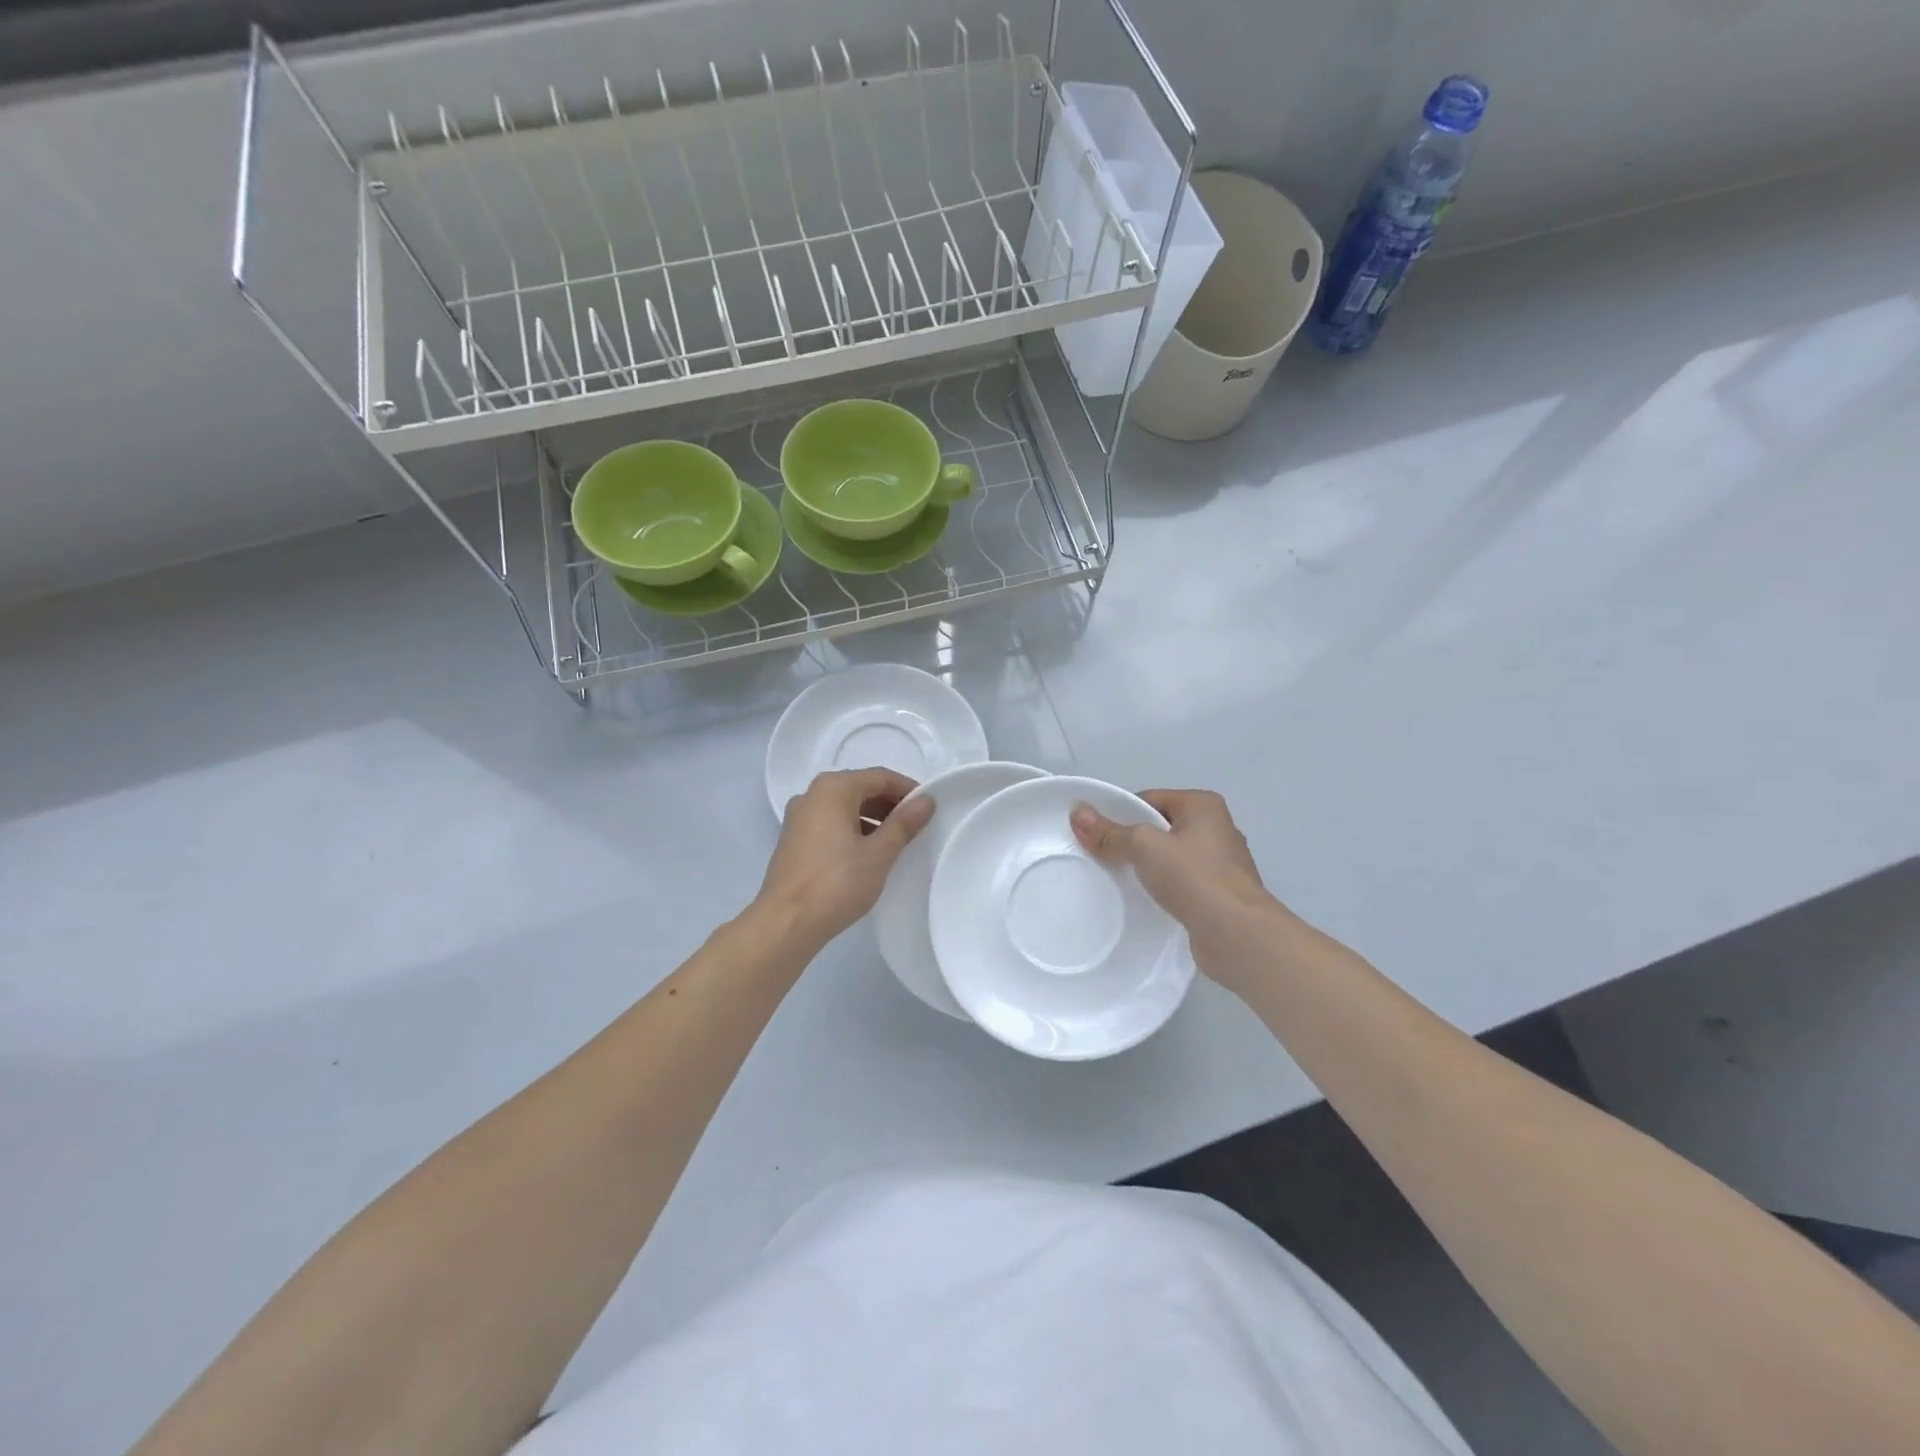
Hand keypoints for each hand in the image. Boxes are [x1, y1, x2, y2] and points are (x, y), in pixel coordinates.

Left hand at [755, 768, 935, 947]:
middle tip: (915, 826)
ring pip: (844, 806)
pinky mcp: (793, 839)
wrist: (786, 923)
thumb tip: (927, 800)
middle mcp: (812, 794)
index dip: (907, 790)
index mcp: (833, 788)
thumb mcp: (879, 853)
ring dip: (872, 818)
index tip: (928, 808)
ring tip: (895, 842)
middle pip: (860, 788)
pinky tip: (867, 853)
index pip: (880, 777)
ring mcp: (799, 817)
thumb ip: (904, 823)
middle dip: (889, 804)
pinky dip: (852, 829)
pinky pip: (830, 823)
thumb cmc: (837, 883)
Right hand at [1070, 789, 1283, 978]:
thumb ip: (1110, 832)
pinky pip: (1182, 883)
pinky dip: (1164, 889)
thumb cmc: (1194, 878)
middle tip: (1101, 858)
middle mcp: (1217, 828)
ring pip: (1171, 857)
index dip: (1119, 813)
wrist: (1237, 935)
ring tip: (1119, 881)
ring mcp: (1222, 864)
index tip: (1095, 834)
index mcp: (1203, 805)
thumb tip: (1078, 812)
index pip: (1149, 799)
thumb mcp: (1144, 847)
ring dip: (1148, 868)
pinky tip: (1146, 902)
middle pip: (1160, 827)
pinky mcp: (1220, 894)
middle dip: (1132, 842)